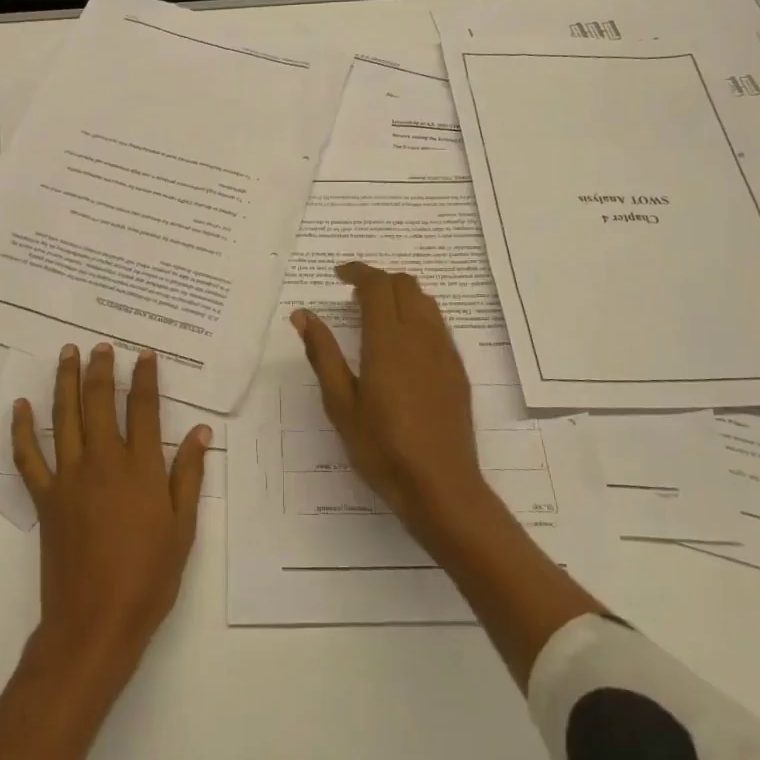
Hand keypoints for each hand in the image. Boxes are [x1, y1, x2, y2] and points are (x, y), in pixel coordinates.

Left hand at [11, 342, 211, 680]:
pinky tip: (20, 407)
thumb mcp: (183, 528)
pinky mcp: (44, 499)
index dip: (145, 378)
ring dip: (65, 382)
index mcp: (141, 468)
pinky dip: (21, 430)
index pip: (144, 409)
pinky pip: (28, 457)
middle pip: (100, 402)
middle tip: (102, 345)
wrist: (95, 623)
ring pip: (64, 417)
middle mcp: (103, 462)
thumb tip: (201, 432)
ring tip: (68, 354)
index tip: (144, 354)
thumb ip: (190, 475)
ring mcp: (68, 478)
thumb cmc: (149, 577)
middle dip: (102, 369)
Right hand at [291, 261, 492, 543]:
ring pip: (425, 301)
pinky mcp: (457, 370)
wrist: (441, 486)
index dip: (358, 272)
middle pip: (405, 285)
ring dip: (400, 295)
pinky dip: (417, 315)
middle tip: (353, 296)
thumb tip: (303, 315)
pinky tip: (402, 344)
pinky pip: (438, 325)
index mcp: (388, 340)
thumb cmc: (382, 448)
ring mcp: (444, 352)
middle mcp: (421, 336)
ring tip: (376, 314)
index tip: (339, 275)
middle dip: (378, 280)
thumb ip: (323, 354)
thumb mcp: (340, 404)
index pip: (377, 286)